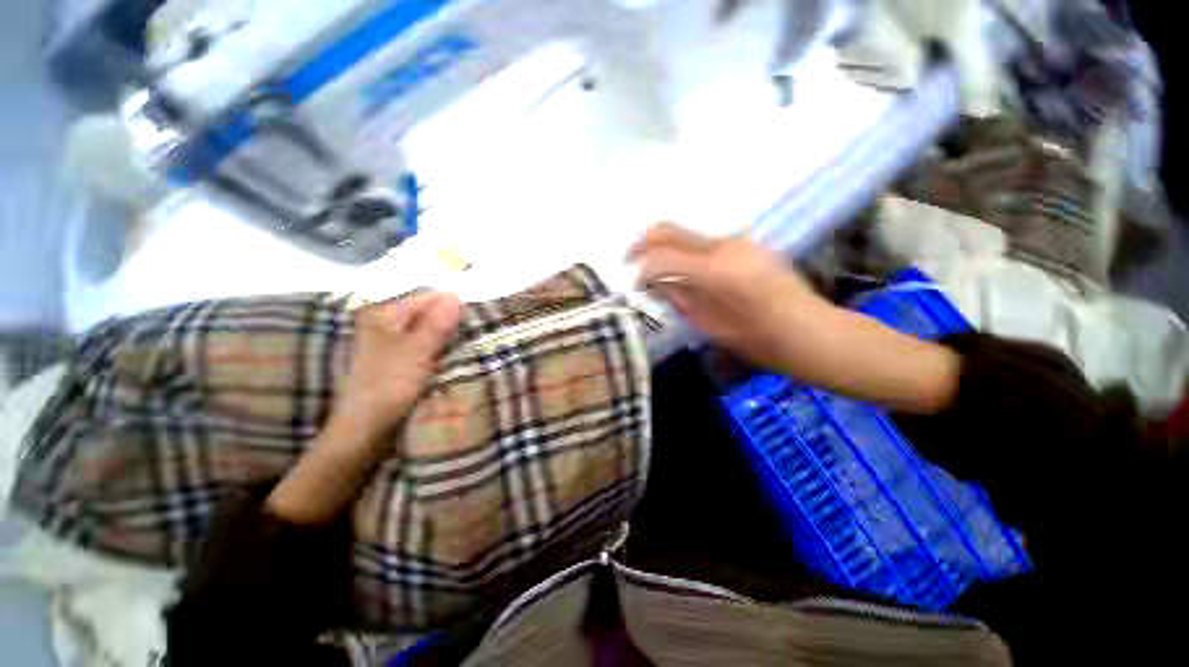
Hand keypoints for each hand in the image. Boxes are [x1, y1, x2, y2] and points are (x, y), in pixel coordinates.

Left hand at [335, 291, 463, 436]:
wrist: (364, 429)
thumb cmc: (388, 386)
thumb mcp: (416, 352)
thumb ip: (436, 324)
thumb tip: (455, 296)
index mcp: (383, 315)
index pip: (426, 298)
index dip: (452, 305)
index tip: (475, 317)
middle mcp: (384, 324)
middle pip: (425, 313)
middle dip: (450, 320)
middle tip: (474, 332)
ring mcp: (389, 344)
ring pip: (426, 330)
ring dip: (446, 336)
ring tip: (468, 344)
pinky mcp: (395, 361)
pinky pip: (423, 346)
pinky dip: (438, 348)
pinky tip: (451, 356)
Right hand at [630, 223, 958, 412]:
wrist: (813, 334)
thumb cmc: (760, 342)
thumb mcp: (710, 326)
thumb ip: (678, 298)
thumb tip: (653, 282)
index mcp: (715, 271)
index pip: (661, 257)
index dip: (640, 269)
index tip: (632, 283)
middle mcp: (724, 246)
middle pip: (669, 230)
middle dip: (643, 244)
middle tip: (630, 262)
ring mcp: (738, 242)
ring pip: (686, 235)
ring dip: (666, 249)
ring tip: (657, 273)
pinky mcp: (746, 245)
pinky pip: (704, 243)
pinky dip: (686, 253)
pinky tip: (685, 274)